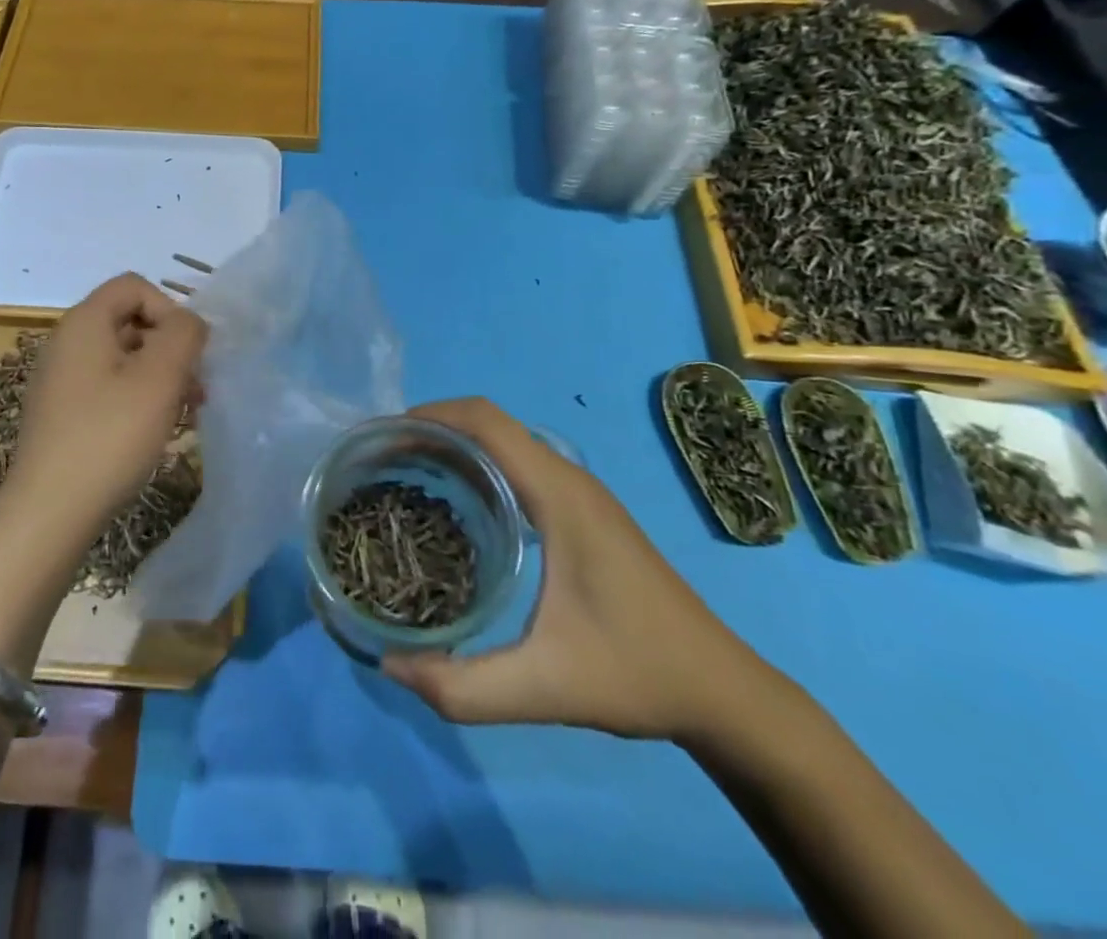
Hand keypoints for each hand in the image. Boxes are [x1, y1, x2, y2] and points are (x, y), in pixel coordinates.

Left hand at [9, 273, 206, 531]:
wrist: (49, 512)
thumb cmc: (109, 436)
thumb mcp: (160, 377)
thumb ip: (184, 334)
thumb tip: (188, 323)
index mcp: (84, 323)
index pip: (134, 286)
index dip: (169, 309)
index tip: (187, 353)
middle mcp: (66, 342)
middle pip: (130, 321)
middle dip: (170, 347)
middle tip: (196, 386)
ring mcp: (60, 380)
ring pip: (123, 358)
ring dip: (160, 375)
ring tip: (186, 411)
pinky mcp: (62, 413)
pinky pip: (108, 387)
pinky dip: (137, 397)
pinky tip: (156, 430)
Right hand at [382, 398, 778, 743]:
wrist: (723, 692)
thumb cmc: (637, 674)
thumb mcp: (545, 687)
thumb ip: (463, 686)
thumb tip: (388, 664)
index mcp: (560, 495)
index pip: (487, 421)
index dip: (432, 415)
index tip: (384, 438)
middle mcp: (569, 478)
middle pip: (490, 423)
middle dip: (433, 429)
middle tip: (383, 462)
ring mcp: (581, 492)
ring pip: (506, 442)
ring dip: (457, 445)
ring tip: (409, 477)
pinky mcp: (584, 511)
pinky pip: (520, 464)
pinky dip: (480, 465)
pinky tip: (460, 508)